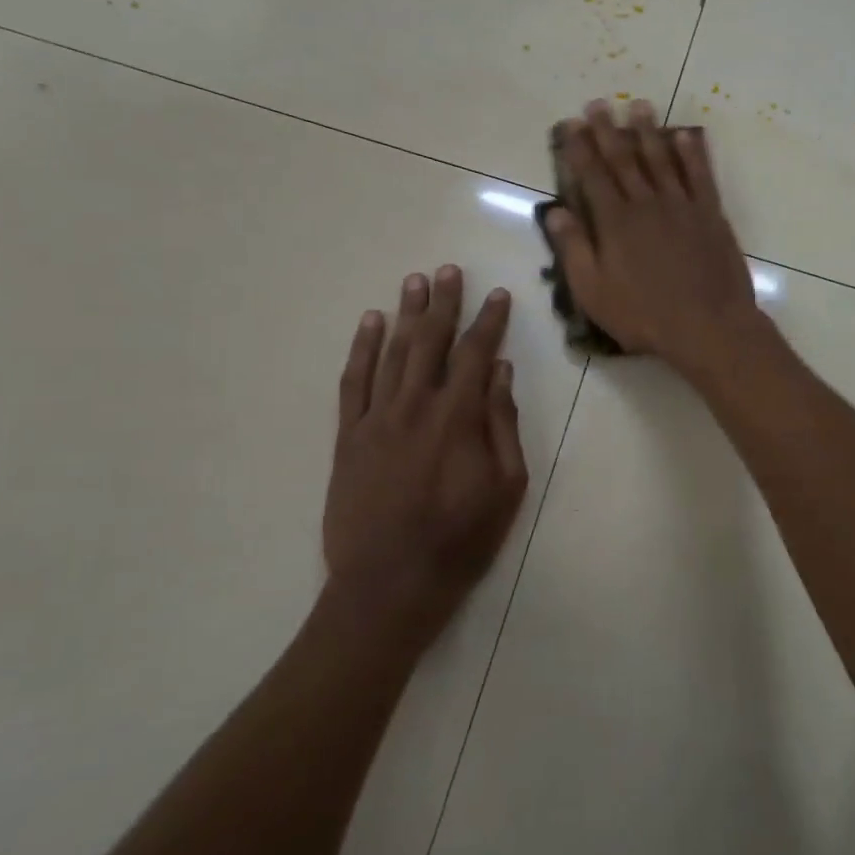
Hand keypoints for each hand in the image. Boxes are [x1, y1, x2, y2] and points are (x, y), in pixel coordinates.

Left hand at [324, 266, 528, 640]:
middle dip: (443, 303)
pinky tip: (369, 323)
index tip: (498, 295)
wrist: (388, 584)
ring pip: (392, 352)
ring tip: (414, 282)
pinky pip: (353, 381)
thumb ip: (503, 425)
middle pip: (430, 341)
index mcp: (458, 418)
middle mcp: (415, 405)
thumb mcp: (506, 488)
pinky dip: (361, 348)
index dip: (489, 322)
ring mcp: (376, 418)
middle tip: (448, 271)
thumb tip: (501, 373)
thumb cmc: (459, 540)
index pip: (477, 354)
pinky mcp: (348, 436)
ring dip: (405, 313)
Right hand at [543, 99, 763, 377]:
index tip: (571, 124)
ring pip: (661, 158)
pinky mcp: (710, 214)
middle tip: (598, 103)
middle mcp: (647, 203)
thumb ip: (574, 249)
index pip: (592, 175)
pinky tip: (684, 136)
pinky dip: (692, 153)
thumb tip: (555, 212)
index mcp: (615, 222)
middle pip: (624, 159)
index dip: (579, 148)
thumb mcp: (594, 292)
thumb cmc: (644, 315)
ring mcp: (682, 205)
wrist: (708, 326)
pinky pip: (700, 174)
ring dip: (647, 131)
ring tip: (638, 106)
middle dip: (608, 130)